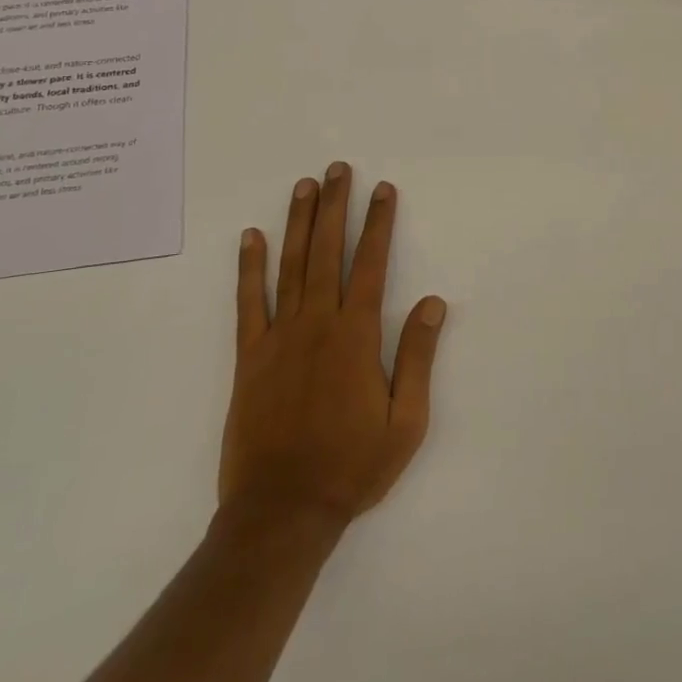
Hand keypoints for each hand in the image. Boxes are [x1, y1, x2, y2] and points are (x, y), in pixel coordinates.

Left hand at [222, 163, 446, 527]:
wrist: (282, 512)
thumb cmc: (352, 467)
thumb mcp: (406, 421)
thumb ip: (417, 357)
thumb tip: (433, 302)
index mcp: (356, 336)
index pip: (371, 264)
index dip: (379, 224)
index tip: (383, 189)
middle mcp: (317, 324)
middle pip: (328, 251)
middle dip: (335, 206)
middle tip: (338, 169)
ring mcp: (279, 337)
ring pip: (291, 266)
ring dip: (298, 222)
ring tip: (304, 186)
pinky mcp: (249, 357)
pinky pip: (248, 303)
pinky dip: (249, 268)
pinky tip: (251, 238)